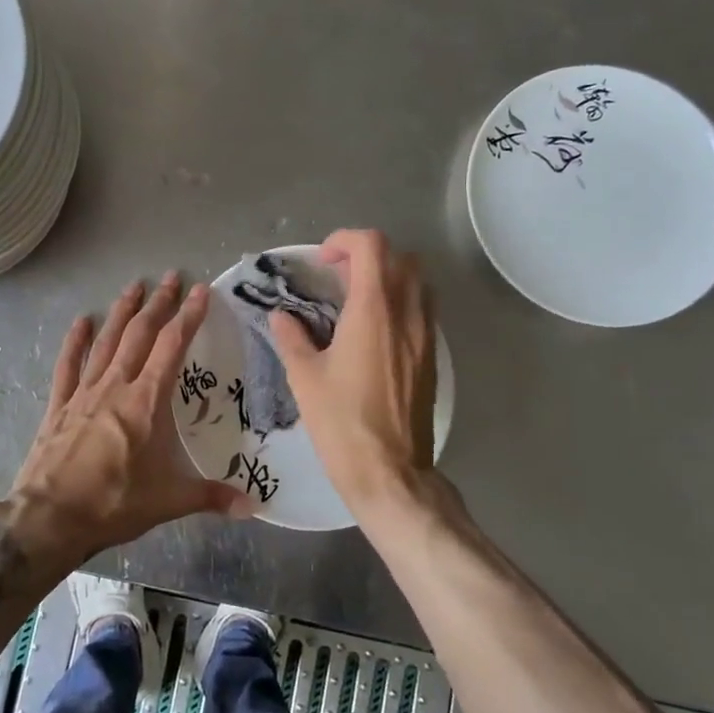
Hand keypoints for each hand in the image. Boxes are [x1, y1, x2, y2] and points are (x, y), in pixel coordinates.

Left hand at [11, 273, 250, 558]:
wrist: (50, 517)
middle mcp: (115, 386)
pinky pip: (68, 365)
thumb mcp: (168, 501)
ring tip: (134, 286)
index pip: (171, 347)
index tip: (201, 291)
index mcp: (145, 401)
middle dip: (158, 304)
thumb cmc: (114, 503)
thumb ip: (211, 496)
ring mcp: (84, 392)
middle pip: (139, 334)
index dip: (188, 316)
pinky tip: (81, 321)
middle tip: (171, 277)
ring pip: (106, 341)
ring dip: (121, 312)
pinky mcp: (59, 405)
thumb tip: (252, 506)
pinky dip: (75, 341)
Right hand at [270, 229, 436, 510]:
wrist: (389, 471)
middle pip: (400, 257)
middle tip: (338, 277)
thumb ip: (292, 337)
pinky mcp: (432, 357)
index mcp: (374, 309)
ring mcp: (426, 335)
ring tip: (357, 301)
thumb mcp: (305, 377)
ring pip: (418, 282)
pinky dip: (400, 303)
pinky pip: (422, 310)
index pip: (372, 246)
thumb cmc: (341, 422)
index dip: (345, 241)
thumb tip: (280, 316)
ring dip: (389, 277)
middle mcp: (407, 313)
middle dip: (368, 255)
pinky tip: (374, 332)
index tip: (323, 262)